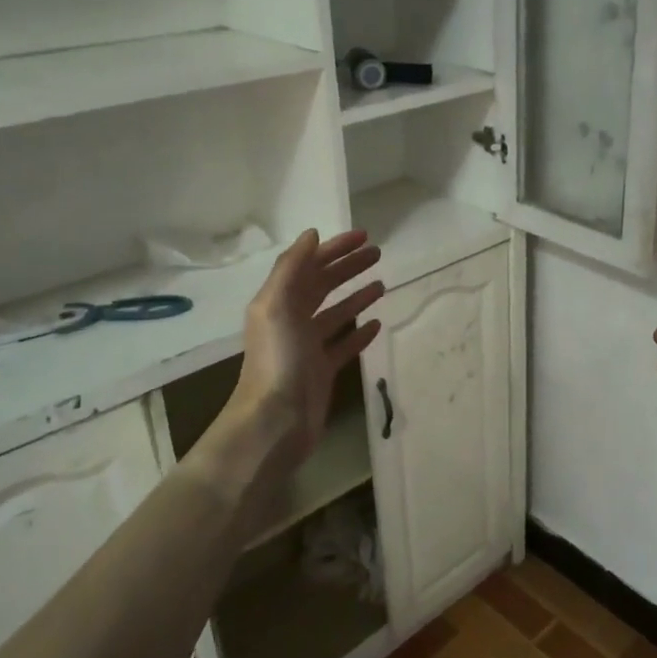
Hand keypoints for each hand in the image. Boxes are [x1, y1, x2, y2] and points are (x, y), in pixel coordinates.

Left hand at [229, 229, 383, 458]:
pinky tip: (376, 323)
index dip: (334, 248)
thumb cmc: (277, 360)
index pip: (309, 265)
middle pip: (323, 285)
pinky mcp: (323, 371)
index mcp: (279, 302)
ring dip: (356, 296)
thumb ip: (291, 267)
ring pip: (336, 313)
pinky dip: (359, 332)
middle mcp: (292, 320)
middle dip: (348, 267)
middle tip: (378, 254)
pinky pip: (344, 345)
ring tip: (382, 284)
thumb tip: (312, 235)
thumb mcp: (277, 305)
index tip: (364, 236)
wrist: (274, 422)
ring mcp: (308, 347)